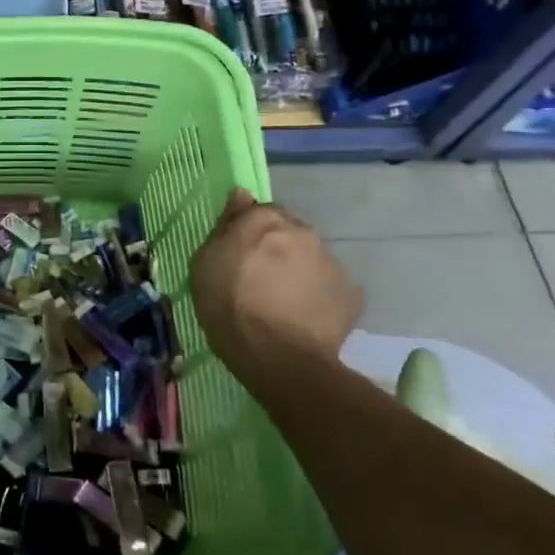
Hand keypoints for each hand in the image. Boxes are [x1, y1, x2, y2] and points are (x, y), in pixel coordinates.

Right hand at [190, 190, 361, 378]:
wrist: (278, 357)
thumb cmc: (228, 306)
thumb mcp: (205, 263)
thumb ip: (225, 226)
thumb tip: (241, 196)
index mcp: (265, 219)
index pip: (258, 212)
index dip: (248, 234)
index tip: (238, 256)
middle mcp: (302, 231)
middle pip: (287, 233)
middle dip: (276, 249)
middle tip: (259, 280)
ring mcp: (330, 261)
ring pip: (309, 259)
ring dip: (296, 272)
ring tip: (282, 305)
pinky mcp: (350, 294)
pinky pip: (327, 289)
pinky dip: (316, 297)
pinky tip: (302, 320)